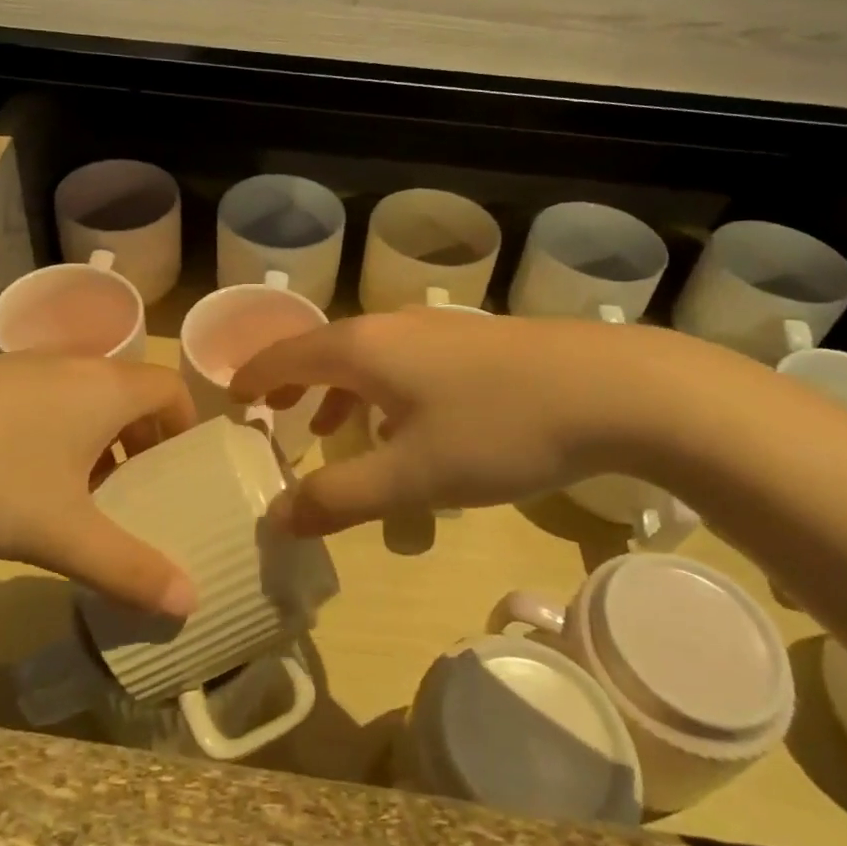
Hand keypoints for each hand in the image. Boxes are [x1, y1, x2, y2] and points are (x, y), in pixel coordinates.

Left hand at [0, 356, 199, 616]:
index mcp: (105, 388)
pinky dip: (53, 432)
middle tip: (134, 494)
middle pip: (128, 393)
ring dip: (95, 440)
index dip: (185, 427)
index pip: (171, 389)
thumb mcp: (60, 533)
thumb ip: (128, 568)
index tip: (178, 473)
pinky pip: (41, 399)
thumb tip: (190, 602)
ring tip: (78, 495)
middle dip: (141, 442)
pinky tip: (15, 480)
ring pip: (82, 397)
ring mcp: (21, 366)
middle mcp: (70, 365)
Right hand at [230, 311, 682, 533]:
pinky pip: (404, 363)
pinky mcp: (474, 343)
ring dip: (340, 391)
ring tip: (333, 429)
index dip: (254, 377)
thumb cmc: (497, 430)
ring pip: (368, 357)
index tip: (233, 402)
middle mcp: (391, 327)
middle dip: (293, 384)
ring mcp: (437, 330)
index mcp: (362, 348)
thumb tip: (276, 518)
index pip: (285, 354)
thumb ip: (338, 497)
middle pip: (324, 350)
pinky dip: (382, 391)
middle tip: (273, 417)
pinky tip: (407, 426)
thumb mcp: (411, 477)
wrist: (613, 389)